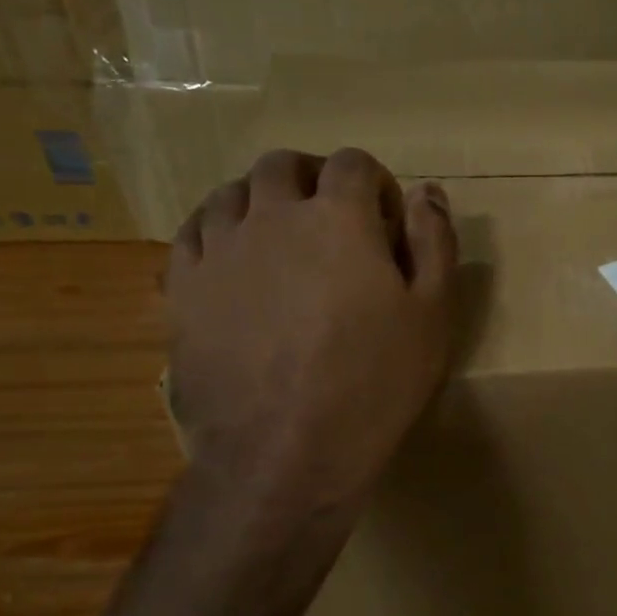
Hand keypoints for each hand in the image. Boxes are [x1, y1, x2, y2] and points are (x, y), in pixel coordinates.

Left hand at [164, 148, 456, 512]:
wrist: (286, 452)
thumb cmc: (374, 382)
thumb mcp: (433, 314)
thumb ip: (434, 242)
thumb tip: (428, 191)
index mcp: (338, 218)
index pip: (354, 163)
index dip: (374, 184)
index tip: (385, 224)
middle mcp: (272, 217)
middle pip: (283, 165)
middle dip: (313, 180)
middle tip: (331, 223)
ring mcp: (219, 250)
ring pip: (231, 193)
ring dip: (261, 202)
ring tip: (280, 241)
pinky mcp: (182, 288)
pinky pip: (191, 234)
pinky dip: (217, 233)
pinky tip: (234, 264)